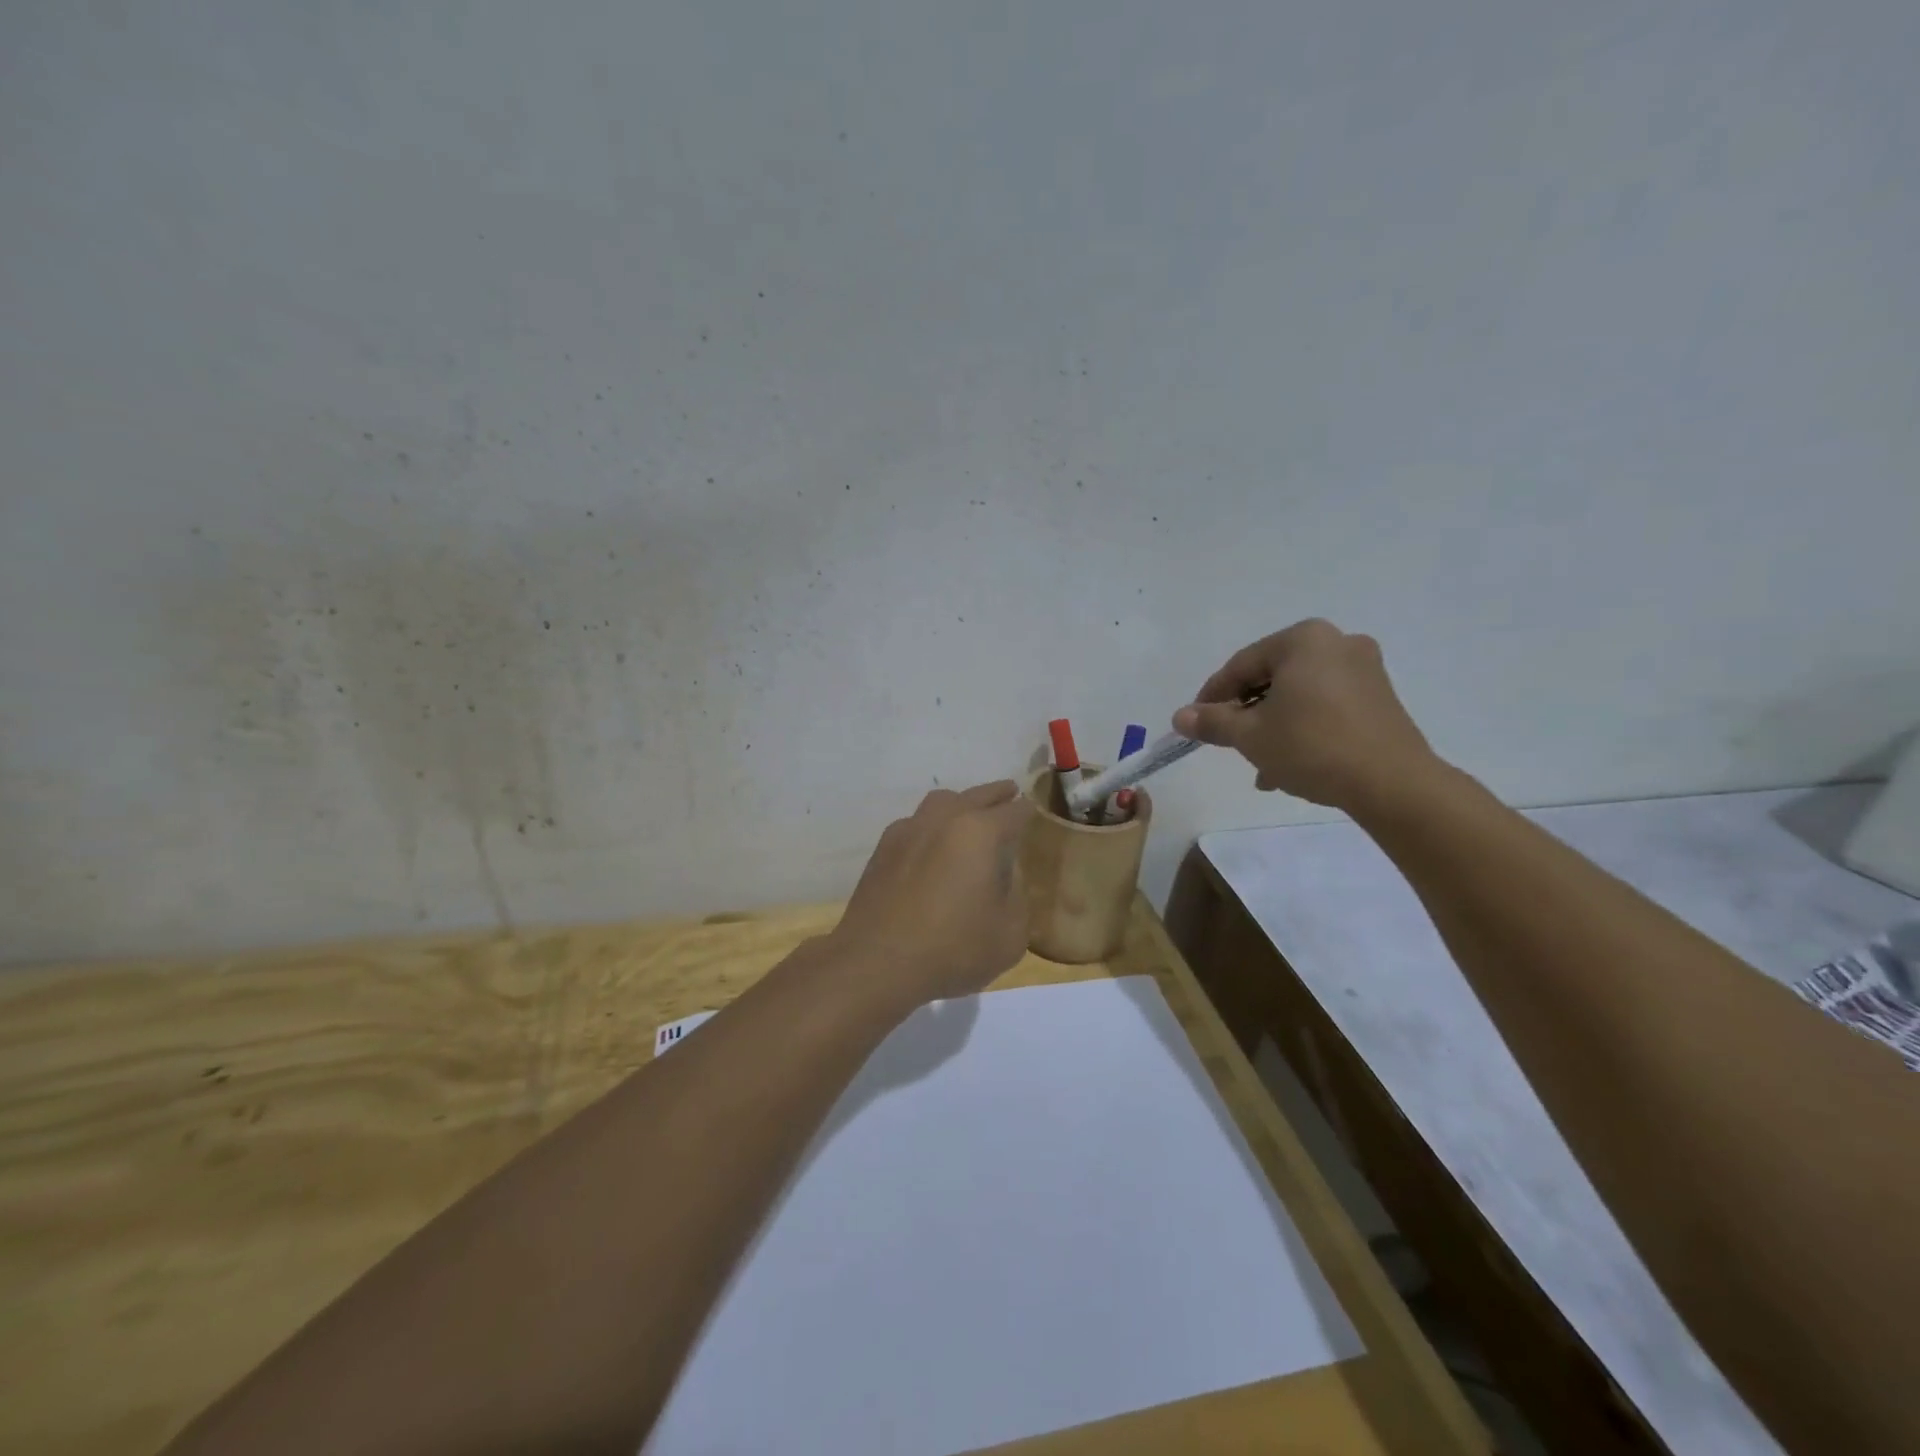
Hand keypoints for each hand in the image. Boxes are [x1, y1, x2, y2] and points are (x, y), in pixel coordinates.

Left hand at [830, 780, 1033, 1008]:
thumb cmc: (952, 949)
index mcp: (980, 832)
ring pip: (940, 802)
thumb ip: (1017, 897)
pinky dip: (931, 826)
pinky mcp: (883, 849)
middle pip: (976, 795)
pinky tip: (932, 847)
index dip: (1028, 811)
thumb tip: (1007, 877)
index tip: (1034, 812)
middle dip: (996, 794)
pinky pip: (914, 824)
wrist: (877, 963)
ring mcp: (908, 830)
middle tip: (1009, 793)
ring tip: (970, 815)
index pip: (1014, 811)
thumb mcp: (1009, 934)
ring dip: (960, 803)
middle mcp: (943, 820)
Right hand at [1172, 619, 1438, 811]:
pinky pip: (1325, 707)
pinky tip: (1289, 767)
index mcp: (1303, 640)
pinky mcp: (1380, 698)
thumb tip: (1180, 717)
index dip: (1213, 697)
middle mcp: (1337, 643)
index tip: (1196, 723)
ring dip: (1273, 727)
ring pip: (1298, 697)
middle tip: (1227, 743)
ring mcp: (1364, 670)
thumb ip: (1213, 721)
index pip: (1241, 666)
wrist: (1392, 784)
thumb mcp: (1251, 735)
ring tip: (1259, 766)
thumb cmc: (1312, 747)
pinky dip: (1303, 729)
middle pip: (1271, 679)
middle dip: (1247, 714)